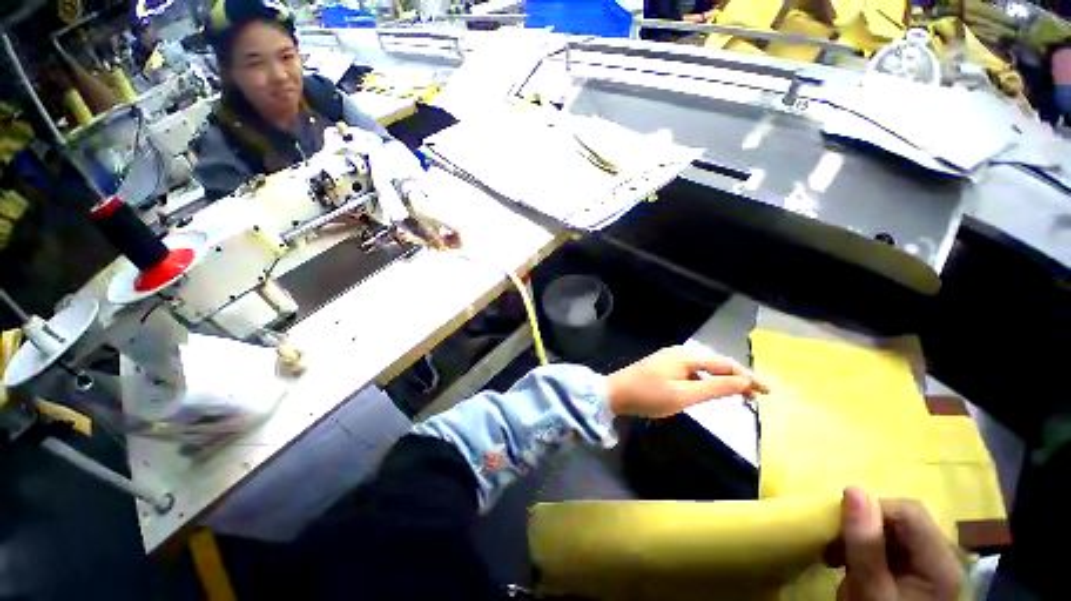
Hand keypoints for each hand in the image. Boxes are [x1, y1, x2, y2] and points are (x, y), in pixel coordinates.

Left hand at [604, 346, 767, 418]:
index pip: (725, 364)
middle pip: (715, 364)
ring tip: (739, 396)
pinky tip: (710, 392)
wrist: (615, 393)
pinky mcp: (664, 368)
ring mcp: (670, 359)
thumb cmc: (649, 395)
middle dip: (736, 379)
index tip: (768, 391)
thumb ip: (715, 388)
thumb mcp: (684, 395)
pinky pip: (692, 373)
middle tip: (756, 397)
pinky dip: (705, 382)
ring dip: (721, 381)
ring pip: (703, 369)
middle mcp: (679, 353)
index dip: (748, 377)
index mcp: (686, 356)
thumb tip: (744, 382)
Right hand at [827, 487, 962, 600]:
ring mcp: (930, 567)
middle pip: (901, 521)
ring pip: (892, 532)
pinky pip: (890, 547)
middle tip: (834, 546)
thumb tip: (852, 489)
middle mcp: (941, 559)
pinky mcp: (915, 574)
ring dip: (860, 539)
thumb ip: (864, 543)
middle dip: (862, 526)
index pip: (908, 512)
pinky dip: (865, 550)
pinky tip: (850, 565)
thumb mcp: (869, 590)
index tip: (839, 528)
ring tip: (836, 557)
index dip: (871, 511)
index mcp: (940, 563)